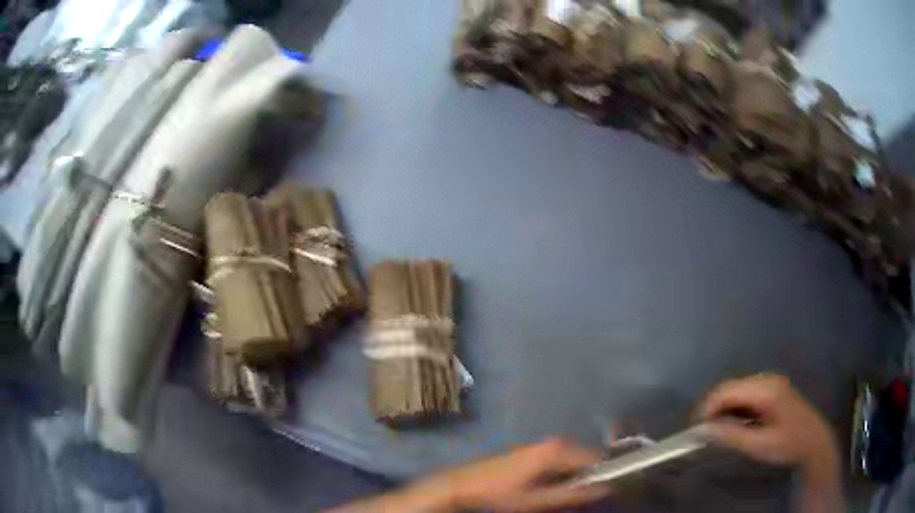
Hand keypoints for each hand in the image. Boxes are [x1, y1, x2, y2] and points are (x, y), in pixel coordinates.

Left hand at [334, 438, 610, 511]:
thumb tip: (604, 489)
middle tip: (589, 496)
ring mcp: (540, 446)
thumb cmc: (498, 493)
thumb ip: (571, 494)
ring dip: (575, 477)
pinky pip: (558, 462)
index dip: (606, 474)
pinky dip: (563, 475)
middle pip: (584, 459)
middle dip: (589, 477)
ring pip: (571, 461)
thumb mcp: (537, 500)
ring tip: (572, 496)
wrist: (461, 484)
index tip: (612, 488)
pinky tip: (554, 490)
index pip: (595, 458)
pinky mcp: (532, 453)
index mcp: (556, 450)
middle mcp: (552, 442)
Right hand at [698, 374, 839, 476]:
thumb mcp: (758, 445)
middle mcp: (767, 379)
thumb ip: (730, 436)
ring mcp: (771, 383)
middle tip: (704, 433)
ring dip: (724, 408)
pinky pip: (747, 394)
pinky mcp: (774, 390)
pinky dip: (736, 408)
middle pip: (731, 387)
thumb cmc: (788, 444)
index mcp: (765, 389)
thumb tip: (703, 431)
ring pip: (738, 390)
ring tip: (717, 431)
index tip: (695, 430)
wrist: (814, 442)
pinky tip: (735, 424)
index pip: (727, 391)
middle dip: (713, 408)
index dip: (707, 408)